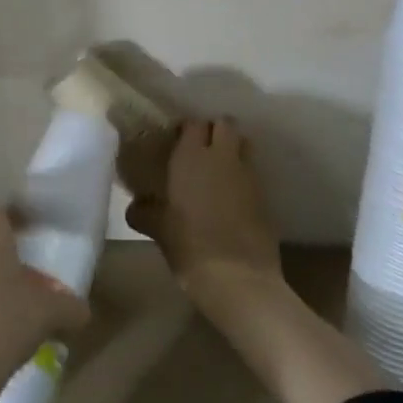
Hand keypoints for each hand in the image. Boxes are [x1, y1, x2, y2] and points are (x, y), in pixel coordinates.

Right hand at [125, 119, 282, 287]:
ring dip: (231, 151)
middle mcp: (223, 158)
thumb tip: (136, 207)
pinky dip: (241, 177)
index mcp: (191, 157)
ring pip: (244, 146)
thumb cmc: (188, 245)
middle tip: (196, 150)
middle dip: (213, 131)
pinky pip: (252, 174)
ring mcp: (249, 176)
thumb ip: (144, 212)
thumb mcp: (157, 228)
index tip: (172, 142)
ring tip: (214, 171)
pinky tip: (226, 198)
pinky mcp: (266, 198)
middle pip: (226, 125)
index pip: (193, 124)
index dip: (185, 129)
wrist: (238, 279)